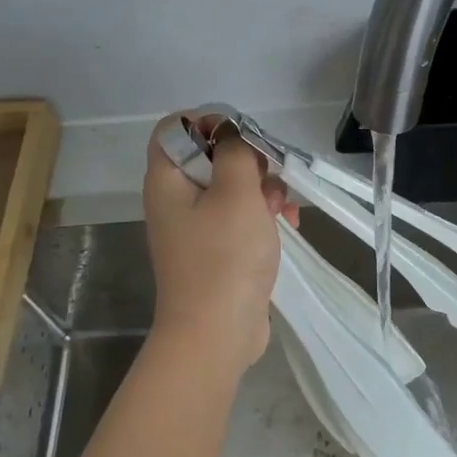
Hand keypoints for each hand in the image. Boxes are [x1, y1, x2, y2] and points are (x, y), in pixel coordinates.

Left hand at [143, 114, 297, 373]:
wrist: (217, 334)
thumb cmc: (224, 257)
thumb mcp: (236, 193)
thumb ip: (236, 153)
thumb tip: (232, 134)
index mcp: (168, 181)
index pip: (174, 128)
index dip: (208, 121)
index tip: (244, 138)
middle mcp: (176, 199)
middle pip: (210, 155)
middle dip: (249, 160)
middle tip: (270, 178)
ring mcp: (197, 227)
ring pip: (232, 186)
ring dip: (264, 189)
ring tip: (285, 209)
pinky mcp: (218, 250)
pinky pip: (240, 217)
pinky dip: (264, 215)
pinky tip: (289, 225)